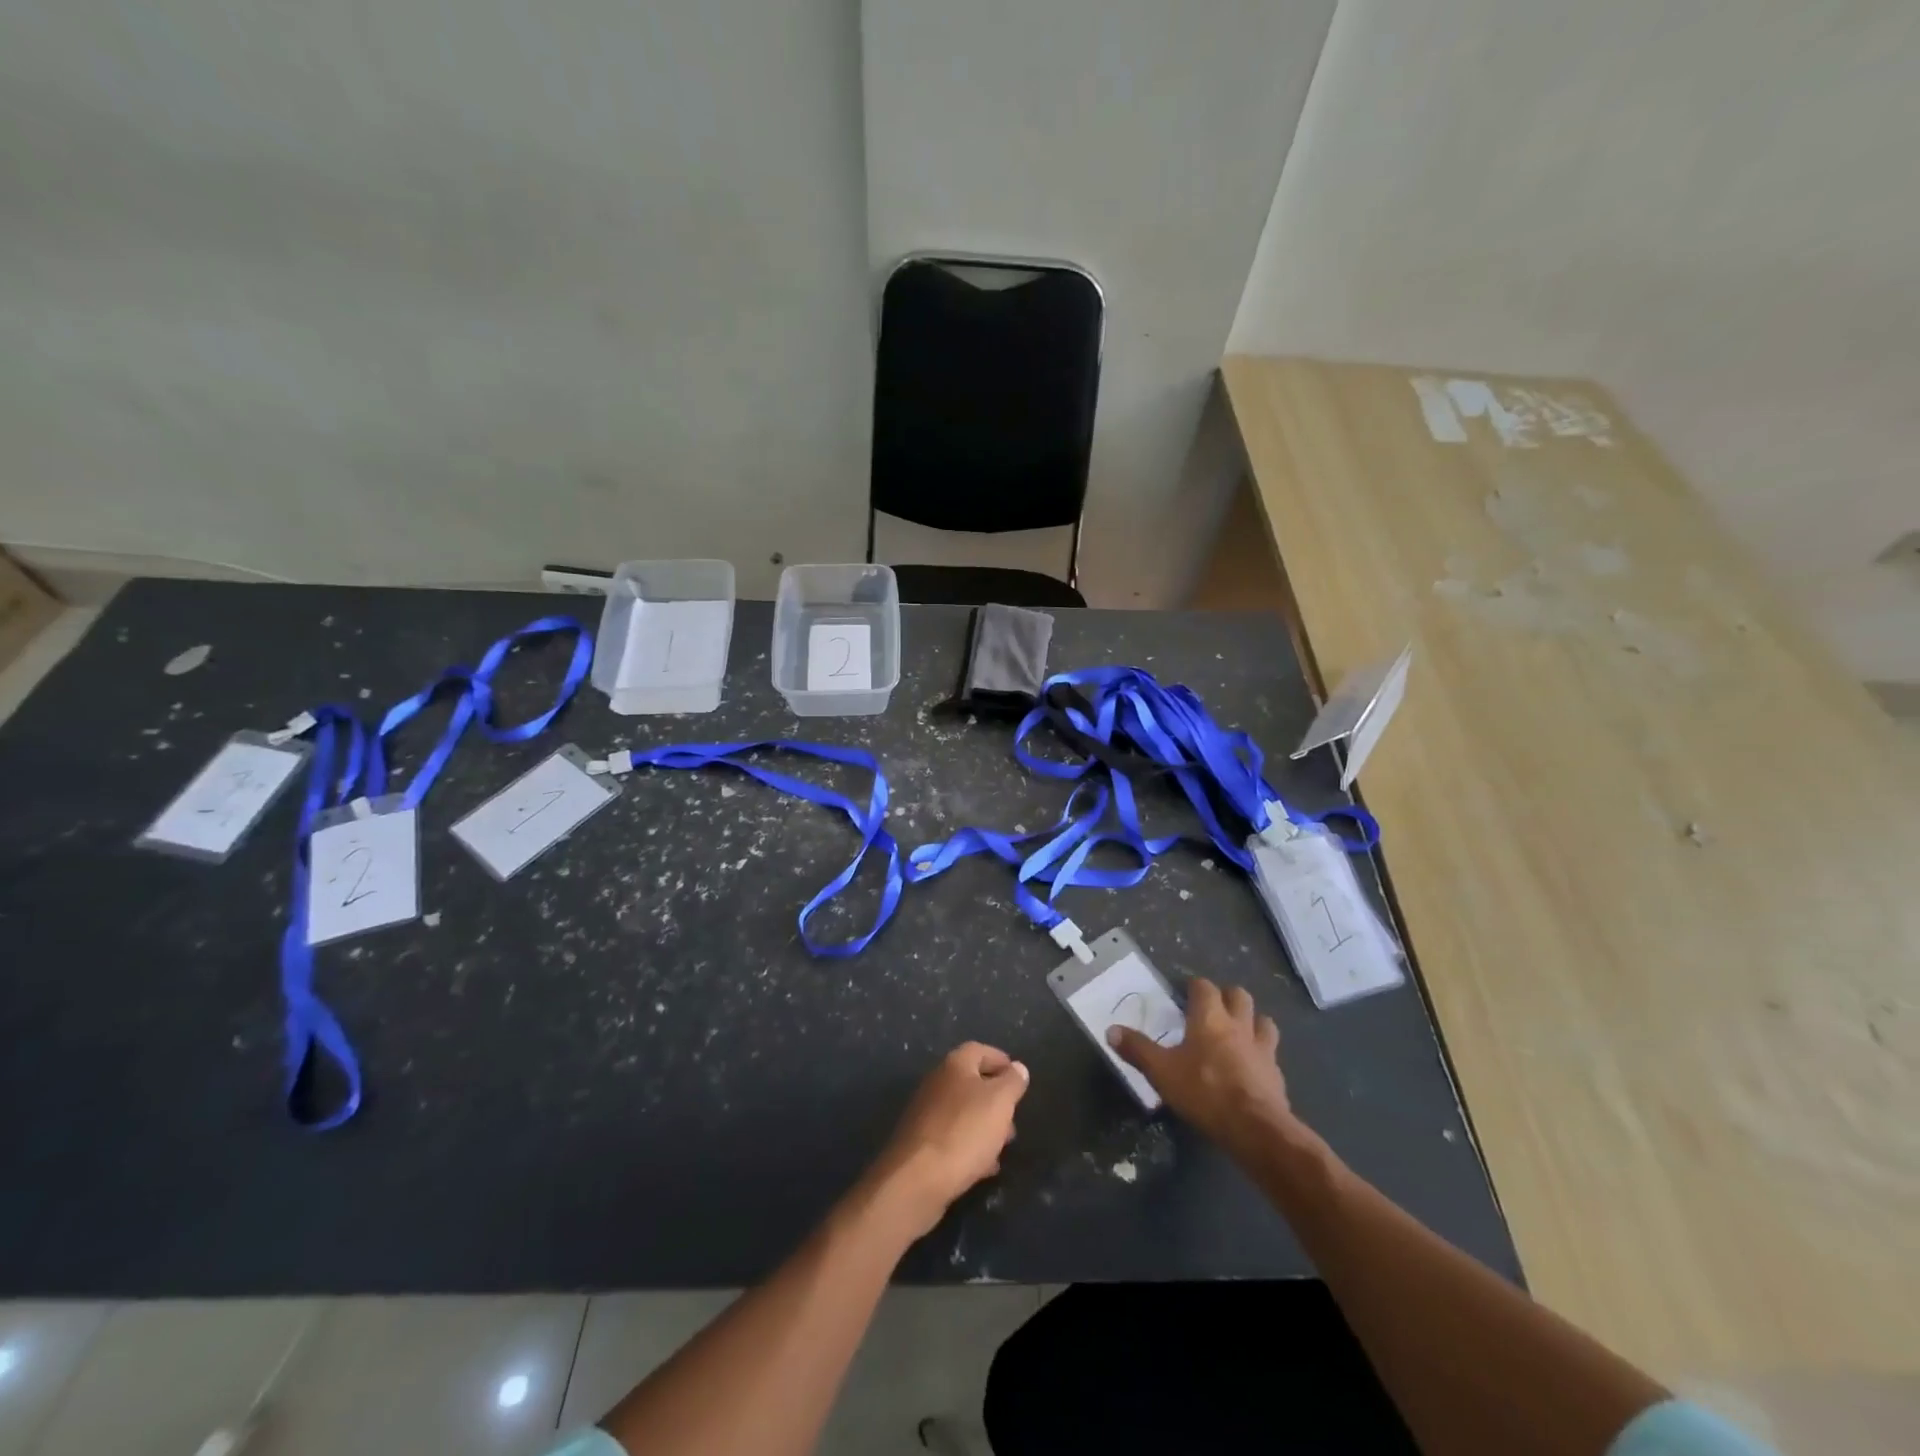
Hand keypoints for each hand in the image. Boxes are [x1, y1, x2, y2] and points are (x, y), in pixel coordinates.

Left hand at [867, 1043, 1028, 1236]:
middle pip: (971, 1082)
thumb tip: (1018, 1067)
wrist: (916, 1179)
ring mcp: (926, 1113)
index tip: (1019, 1078)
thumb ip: (1012, 1082)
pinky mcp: (921, 1143)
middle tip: (1014, 1117)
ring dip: (985, 1125)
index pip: (979, 1050)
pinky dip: (970, 1146)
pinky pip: (952, 1137)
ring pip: (963, 1112)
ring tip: (1003, 1146)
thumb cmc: (964, 1132)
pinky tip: (984, 1167)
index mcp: (954, 1065)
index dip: (1000, 1060)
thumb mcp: (999, 1103)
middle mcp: (937, 1083)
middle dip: (996, 1099)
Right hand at [1107, 978, 1297, 1151]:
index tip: (1186, 991)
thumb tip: (1110, 1030)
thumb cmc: (1204, 1091)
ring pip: (1263, 1021)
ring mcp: (1262, 1049)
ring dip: (1253, 1020)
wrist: (1255, 1128)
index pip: (1205, 987)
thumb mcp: (1161, 1071)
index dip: (1195, 985)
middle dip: (1228, 996)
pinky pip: (1271, 1054)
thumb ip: (1137, 1049)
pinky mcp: (1276, 1074)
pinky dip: (1262, 1054)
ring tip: (1240, 1031)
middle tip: (1214, 1007)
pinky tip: (1252, 1067)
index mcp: (1210, 1018)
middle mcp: (1239, 1025)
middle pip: (1239, 996)